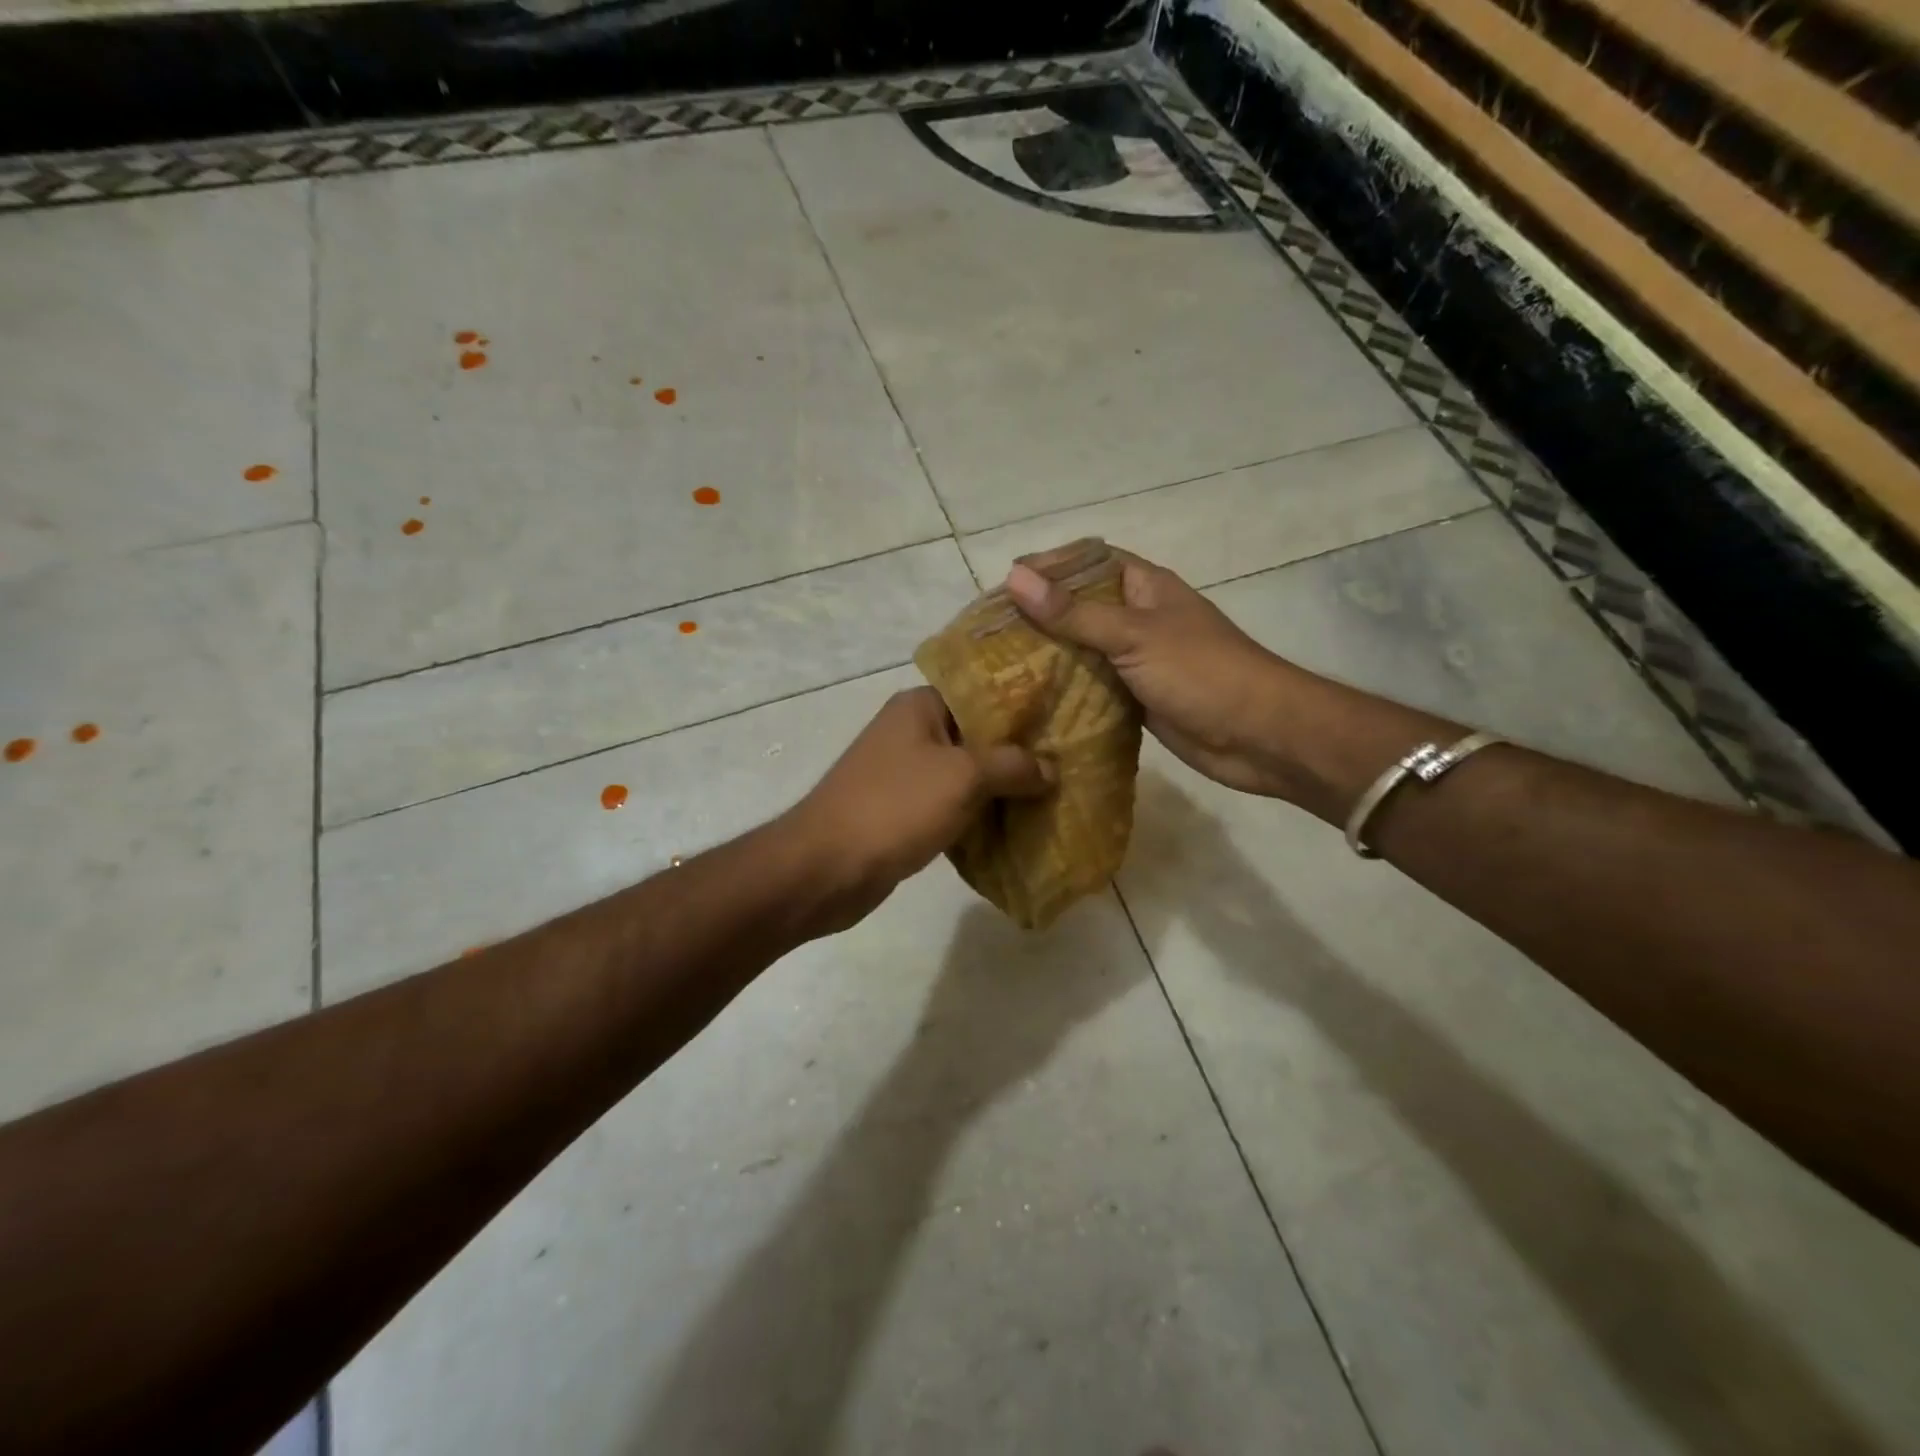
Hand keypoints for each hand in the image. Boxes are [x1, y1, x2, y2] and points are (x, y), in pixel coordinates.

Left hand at [785, 688, 1053, 932]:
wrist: (826, 868)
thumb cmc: (894, 807)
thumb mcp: (963, 777)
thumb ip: (1013, 766)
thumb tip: (1051, 768)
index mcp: (920, 706)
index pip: (984, 693)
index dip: (1025, 709)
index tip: (1067, 722)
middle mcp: (911, 732)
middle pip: (978, 736)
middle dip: (1020, 754)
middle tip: (1070, 765)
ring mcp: (905, 774)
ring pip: (967, 775)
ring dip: (1003, 789)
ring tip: (1055, 797)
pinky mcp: (904, 812)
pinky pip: (953, 806)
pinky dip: (980, 816)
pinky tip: (1019, 828)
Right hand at [1004, 547, 1303, 798]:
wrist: (1258, 735)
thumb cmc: (1201, 672)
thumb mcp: (1133, 635)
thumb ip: (1074, 613)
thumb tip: (1015, 578)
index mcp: (1145, 587)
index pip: (1087, 562)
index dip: (1047, 567)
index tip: (1003, 586)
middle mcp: (1138, 618)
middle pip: (1080, 608)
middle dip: (1039, 617)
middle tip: (989, 635)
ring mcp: (1138, 660)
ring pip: (1084, 651)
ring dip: (1049, 657)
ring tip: (999, 667)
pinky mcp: (1137, 698)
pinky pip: (1094, 687)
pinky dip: (1067, 691)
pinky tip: (1031, 701)